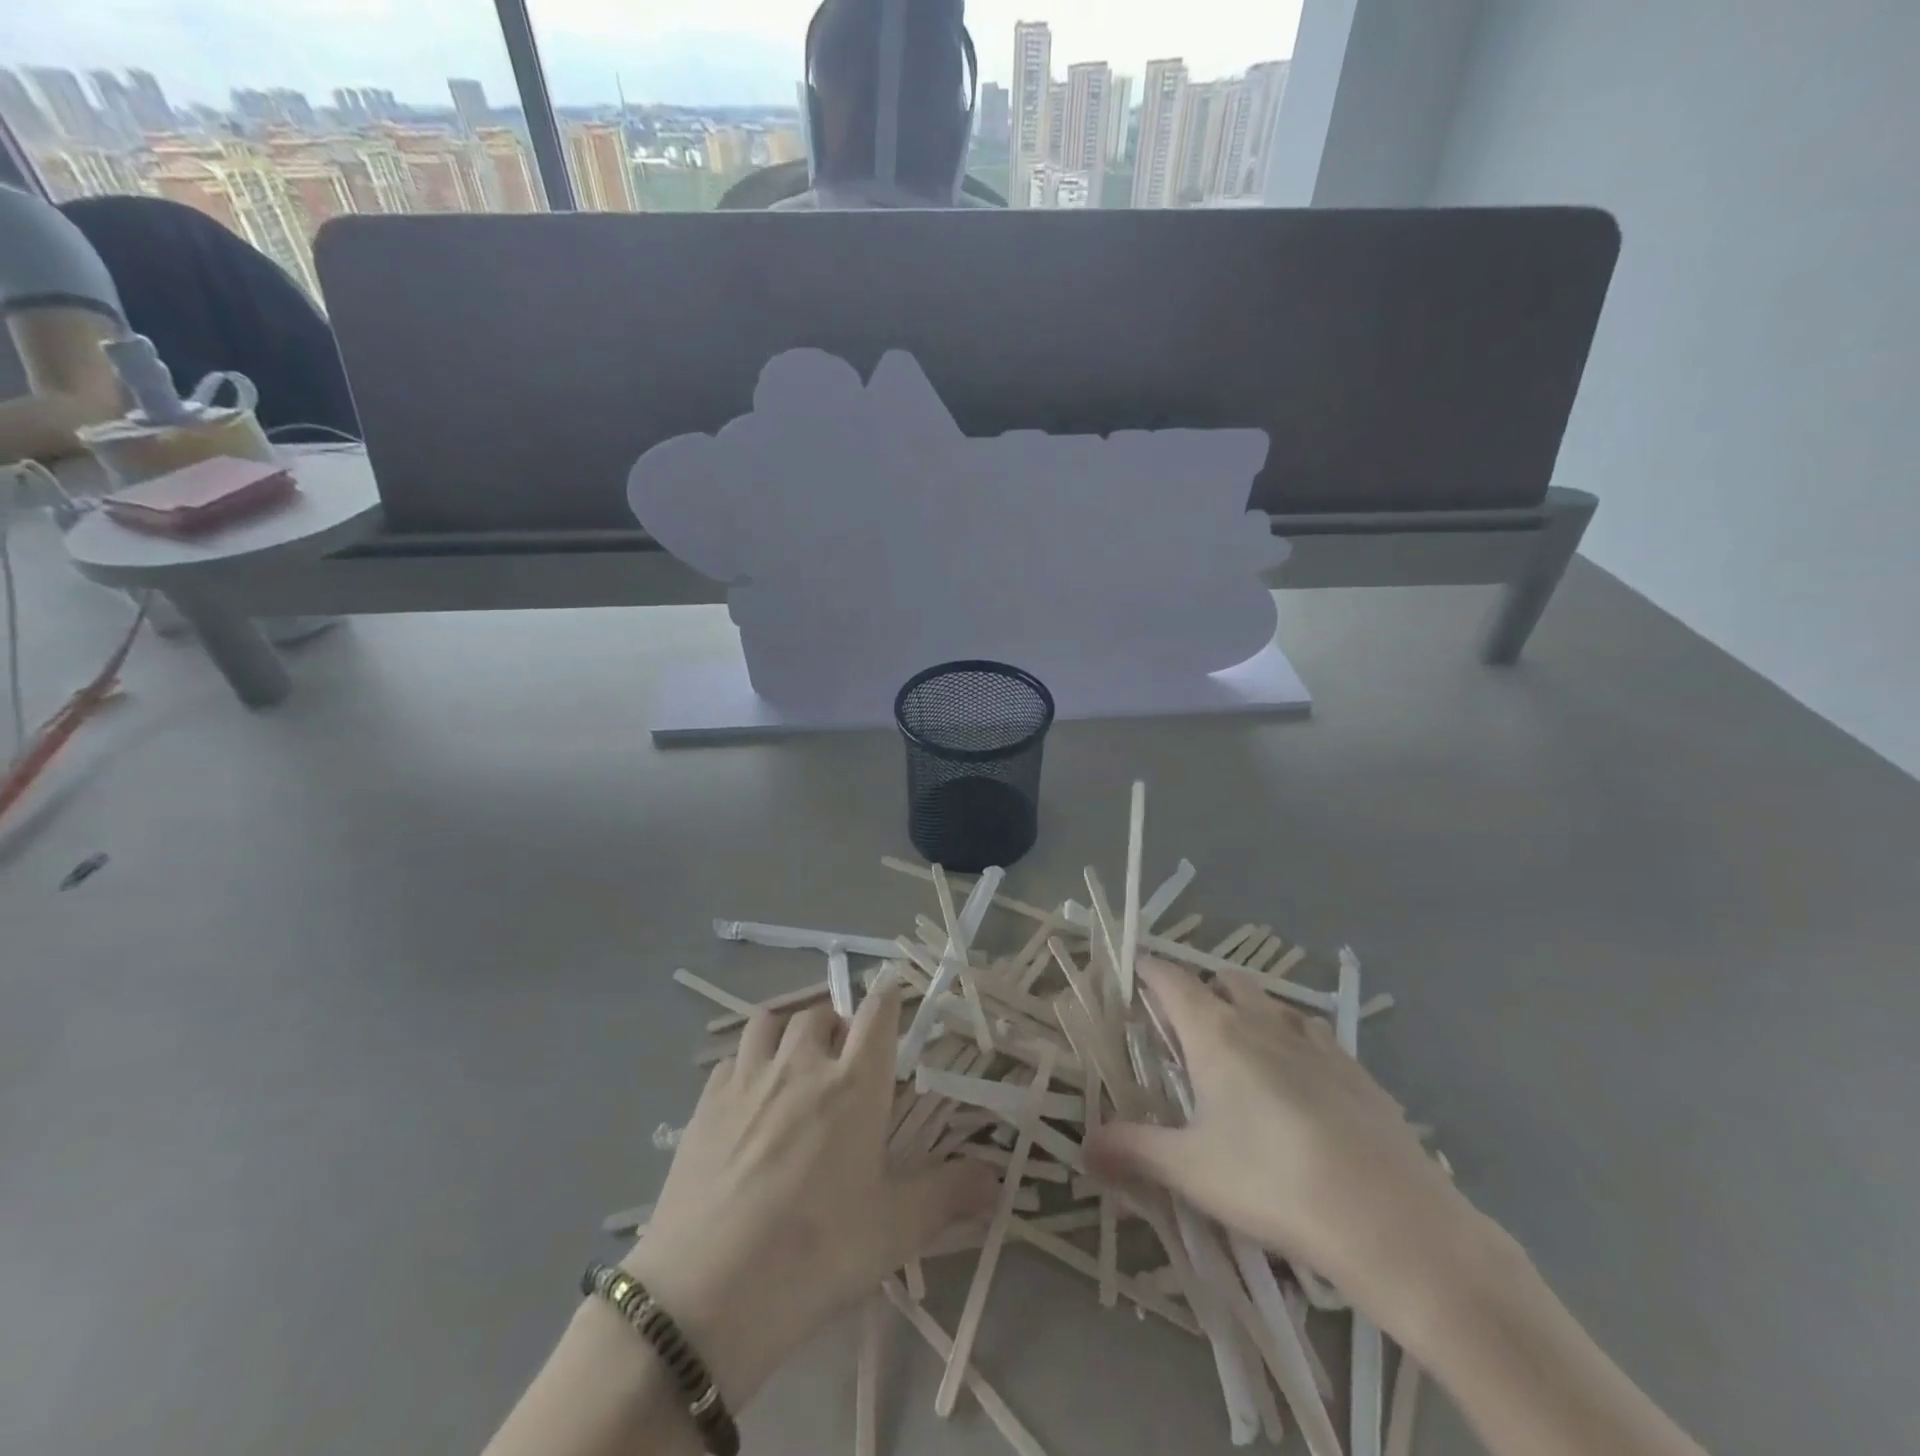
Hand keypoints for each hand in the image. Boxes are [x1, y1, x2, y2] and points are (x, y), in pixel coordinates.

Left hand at [620, 992, 996, 1407]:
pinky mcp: (706, 1103)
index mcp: (855, 1083)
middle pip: (823, 1012)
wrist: (707, 1294)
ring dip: (789, 1030)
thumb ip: (948, 1196)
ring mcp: (749, 1078)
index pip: (878, 1012)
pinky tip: (748, 1097)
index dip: (889, 999)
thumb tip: (999, 1183)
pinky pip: (732, 1059)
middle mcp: (803, 1064)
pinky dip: (748, 1062)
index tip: (893, 1004)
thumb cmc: (816, 1254)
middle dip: (838, 1024)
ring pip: (771, 1022)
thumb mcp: (894, 1231)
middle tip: (844, 1059)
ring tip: (795, 1061)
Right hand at [1088, 959, 1488, 1338]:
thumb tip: (1083, 1146)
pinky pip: (1315, 1038)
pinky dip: (1295, 1044)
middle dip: (1201, 990)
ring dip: (1251, 1013)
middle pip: (1225, 980)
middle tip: (1183, 1032)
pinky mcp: (1358, 1072)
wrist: (1393, 1223)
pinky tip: (1300, 1087)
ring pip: (1273, 1004)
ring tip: (1241, 1056)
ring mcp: (1317, 1044)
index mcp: (1217, 1033)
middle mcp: (1264, 1023)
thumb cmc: (1274, 1183)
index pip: (1170, 978)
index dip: (1146, 969)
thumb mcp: (1191, 1171)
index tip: (1129, 974)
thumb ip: (1132, 1150)